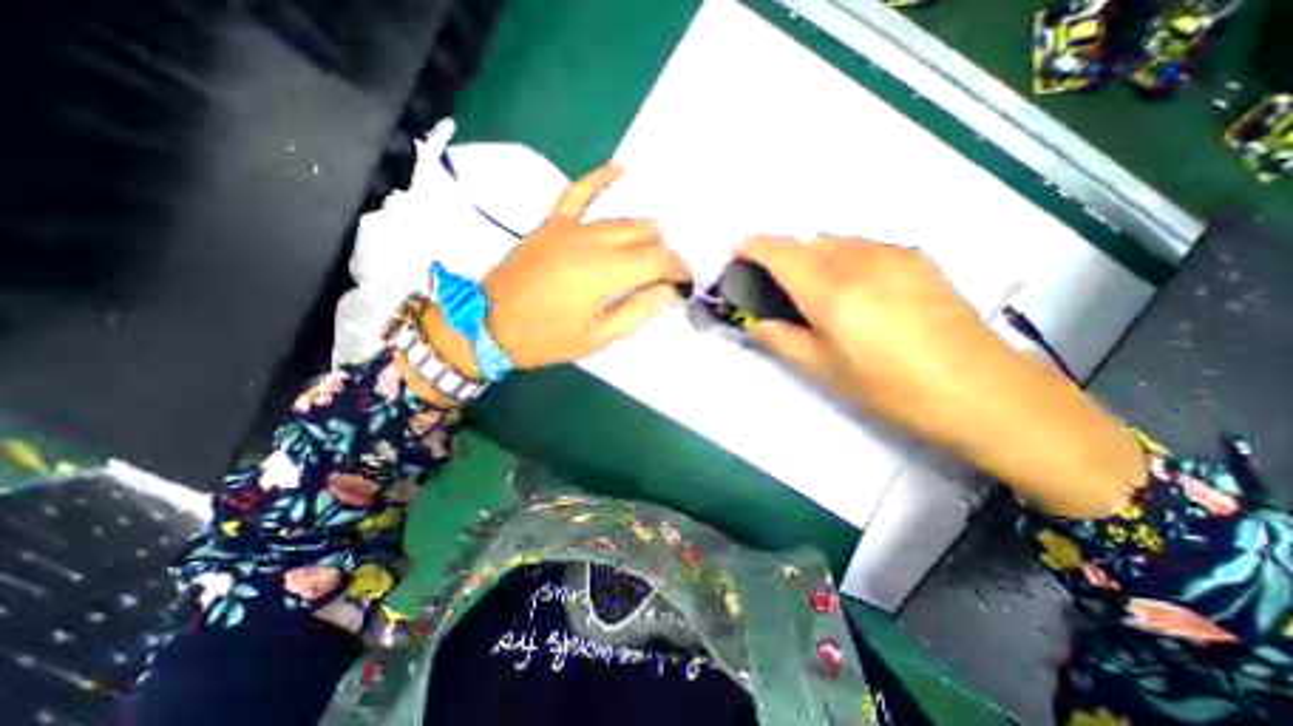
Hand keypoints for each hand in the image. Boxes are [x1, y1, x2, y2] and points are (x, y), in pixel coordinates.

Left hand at [478, 162, 690, 369]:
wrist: (488, 323)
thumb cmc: (547, 337)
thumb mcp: (598, 337)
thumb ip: (638, 311)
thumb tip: (669, 294)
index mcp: (609, 272)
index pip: (660, 260)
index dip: (679, 270)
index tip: (685, 284)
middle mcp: (597, 241)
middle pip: (647, 236)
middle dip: (664, 255)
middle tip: (665, 277)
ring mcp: (573, 227)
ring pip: (625, 218)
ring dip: (645, 234)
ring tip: (649, 253)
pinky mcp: (553, 223)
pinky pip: (580, 191)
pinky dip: (603, 178)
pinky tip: (622, 169)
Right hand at [736, 236, 992, 432]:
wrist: (982, 391)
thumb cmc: (891, 389)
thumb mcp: (825, 371)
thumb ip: (783, 340)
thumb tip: (757, 324)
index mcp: (832, 293)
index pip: (782, 254)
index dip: (755, 247)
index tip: (739, 253)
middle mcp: (860, 262)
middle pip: (808, 242)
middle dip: (784, 255)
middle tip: (776, 284)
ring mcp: (894, 255)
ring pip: (837, 241)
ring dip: (814, 255)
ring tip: (816, 289)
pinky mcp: (918, 259)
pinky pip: (865, 247)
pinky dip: (844, 257)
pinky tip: (855, 288)